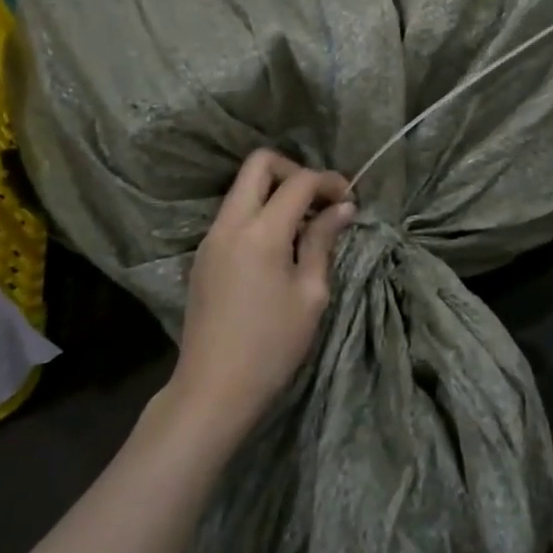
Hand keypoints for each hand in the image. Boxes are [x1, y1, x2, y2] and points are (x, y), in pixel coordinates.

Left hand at [168, 149, 354, 439]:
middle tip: (319, 200)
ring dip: (275, 192)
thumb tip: (342, 208)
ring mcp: (211, 237)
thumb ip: (322, 242)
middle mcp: (229, 223)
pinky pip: (233, 214)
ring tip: (304, 226)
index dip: (328, 181)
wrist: (213, 389)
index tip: (349, 200)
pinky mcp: (203, 255)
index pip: (298, 181)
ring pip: (242, 188)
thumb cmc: (272, 345)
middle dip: (294, 171)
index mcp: (260, 232)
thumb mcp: (310, 294)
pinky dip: (259, 213)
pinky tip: (279, 246)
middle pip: (258, 164)